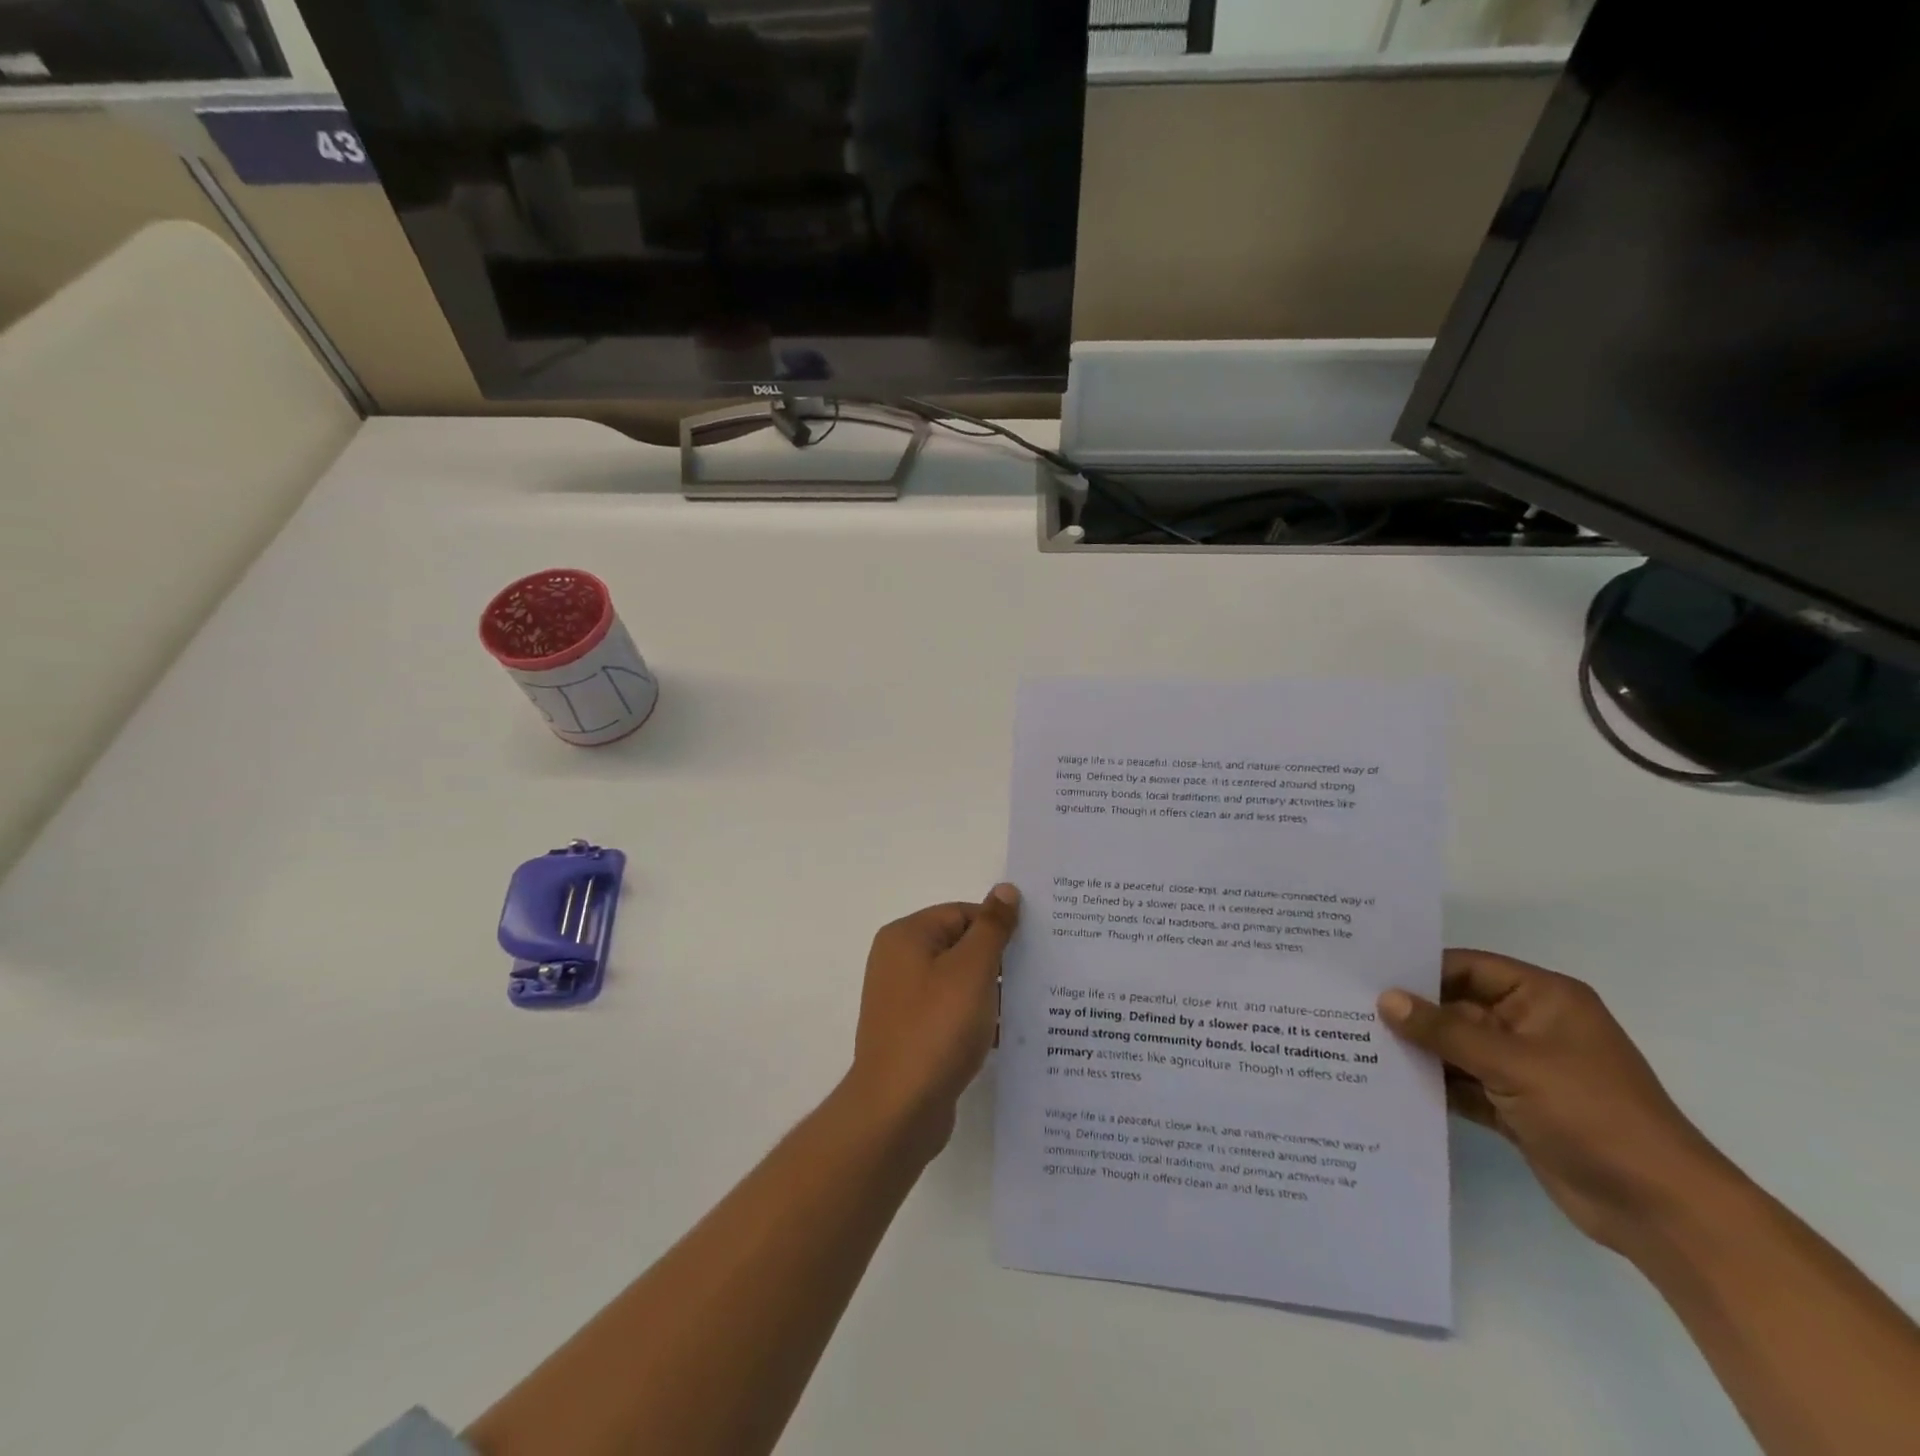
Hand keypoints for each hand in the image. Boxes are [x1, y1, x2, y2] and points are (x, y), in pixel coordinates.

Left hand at [844, 886, 1020, 1157]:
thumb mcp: (972, 970)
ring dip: (992, 992)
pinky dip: (977, 1019)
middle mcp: (899, 963)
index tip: (1035, 945)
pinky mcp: (913, 1034)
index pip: (961, 913)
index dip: (998, 927)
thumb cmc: (936, 1028)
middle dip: (999, 960)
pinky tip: (1009, 1035)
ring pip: (959, 983)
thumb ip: (992, 928)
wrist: (898, 1110)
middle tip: (1041, 973)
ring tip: (1033, 1005)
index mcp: (906, 937)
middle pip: (960, 946)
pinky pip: (952, 1014)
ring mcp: (903, 1001)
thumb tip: (1005, 890)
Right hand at [1378, 950, 1738, 1253]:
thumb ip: (1445, 1032)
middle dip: (1411, 1012)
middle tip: (1348, 1006)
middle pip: (1457, 1008)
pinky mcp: (1515, 1108)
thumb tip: (1385, 999)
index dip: (1420, 968)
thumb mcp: (1513, 1064)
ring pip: (1455, 1048)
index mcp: (1543, 999)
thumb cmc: (1594, 1115)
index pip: (1469, 968)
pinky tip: (1387, 1082)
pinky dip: (1433, 1084)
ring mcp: (1523, 1070)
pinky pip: (1462, 1084)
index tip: (1366, 971)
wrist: (1662, 1211)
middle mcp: (1530, 1026)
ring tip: (1355, 1042)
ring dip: (1417, 1050)